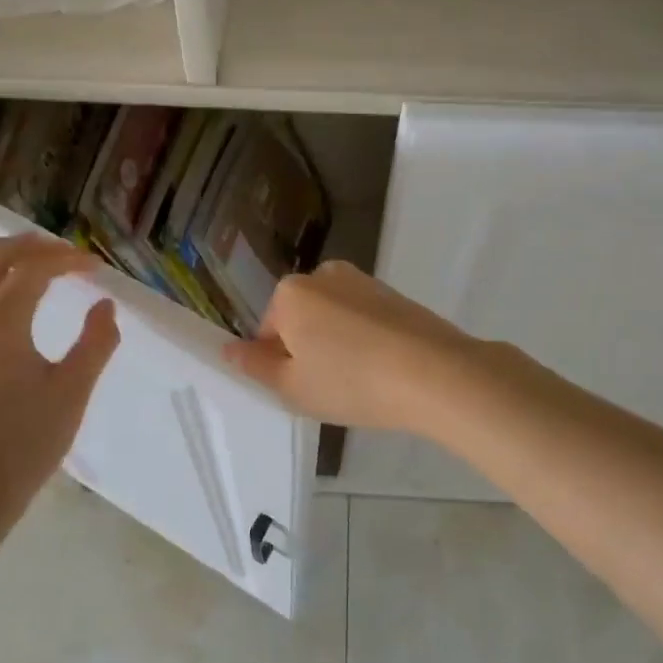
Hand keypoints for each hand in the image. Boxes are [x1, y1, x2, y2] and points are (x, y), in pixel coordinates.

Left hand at [0, 234, 120, 507]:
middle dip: (29, 246)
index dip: (67, 261)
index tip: (96, 270)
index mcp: (1, 323)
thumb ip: (95, 342)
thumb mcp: (73, 391)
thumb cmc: (26, 443)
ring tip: (27, 263)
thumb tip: (105, 306)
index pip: (34, 269)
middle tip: (64, 255)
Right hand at [223, 260, 478, 432]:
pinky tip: (384, 370)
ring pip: (334, 319)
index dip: (279, 364)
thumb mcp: (292, 386)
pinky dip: (366, 340)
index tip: (301, 388)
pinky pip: (364, 319)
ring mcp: (364, 281)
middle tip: (329, 387)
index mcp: (291, 292)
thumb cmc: (350, 381)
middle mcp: (324, 274)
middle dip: (309, 349)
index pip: (268, 331)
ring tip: (360, 382)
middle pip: (301, 319)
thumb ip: (255, 366)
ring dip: (338, 345)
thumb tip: (229, 350)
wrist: (434, 373)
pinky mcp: (395, 294)